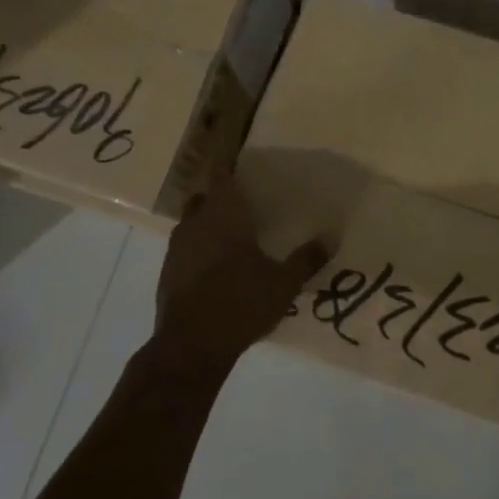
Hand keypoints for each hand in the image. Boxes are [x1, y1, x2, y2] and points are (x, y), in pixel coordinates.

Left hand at [152, 176, 329, 371]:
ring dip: (209, 224)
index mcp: (224, 214)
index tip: (235, 151)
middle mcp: (196, 223)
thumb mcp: (283, 283)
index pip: (221, 173)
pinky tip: (217, 269)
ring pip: (193, 223)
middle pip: (205, 197)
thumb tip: (331, 237)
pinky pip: (186, 249)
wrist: (190, 347)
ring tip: (232, 236)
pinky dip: (199, 250)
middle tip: (244, 202)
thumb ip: (306, 259)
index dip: (226, 159)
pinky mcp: (167, 273)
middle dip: (221, 196)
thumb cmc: (240, 303)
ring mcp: (177, 248)